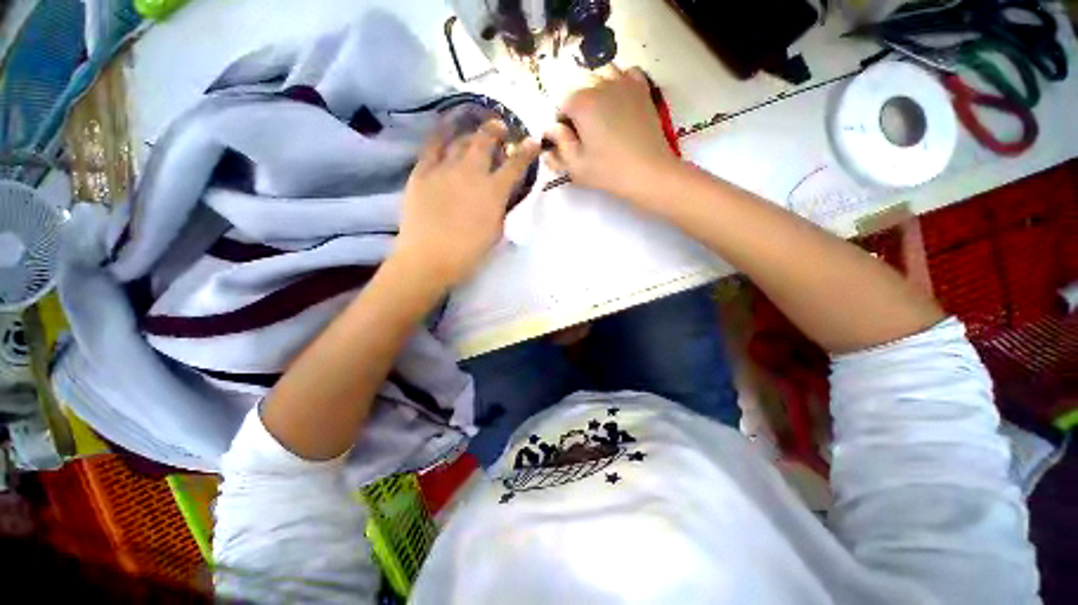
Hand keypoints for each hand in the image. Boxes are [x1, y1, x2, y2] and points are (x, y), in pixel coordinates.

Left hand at [394, 120, 539, 288]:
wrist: (429, 257)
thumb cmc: (468, 252)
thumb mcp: (496, 232)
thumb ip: (501, 209)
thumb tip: (502, 195)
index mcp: (494, 191)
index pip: (515, 165)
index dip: (527, 151)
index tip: (533, 141)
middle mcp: (471, 172)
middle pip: (486, 141)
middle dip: (496, 130)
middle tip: (500, 126)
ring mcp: (445, 168)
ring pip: (460, 140)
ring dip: (471, 131)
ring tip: (474, 127)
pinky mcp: (422, 171)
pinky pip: (432, 145)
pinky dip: (442, 132)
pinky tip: (446, 127)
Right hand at [544, 66, 682, 209]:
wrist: (648, 172)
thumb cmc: (608, 171)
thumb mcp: (575, 166)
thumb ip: (559, 145)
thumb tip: (550, 131)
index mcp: (581, 102)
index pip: (560, 103)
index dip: (560, 123)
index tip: (567, 140)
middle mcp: (600, 84)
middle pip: (579, 86)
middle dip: (576, 106)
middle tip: (583, 132)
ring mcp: (624, 83)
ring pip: (601, 74)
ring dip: (596, 90)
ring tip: (600, 114)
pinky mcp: (642, 89)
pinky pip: (626, 73)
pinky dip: (619, 81)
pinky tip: (619, 99)